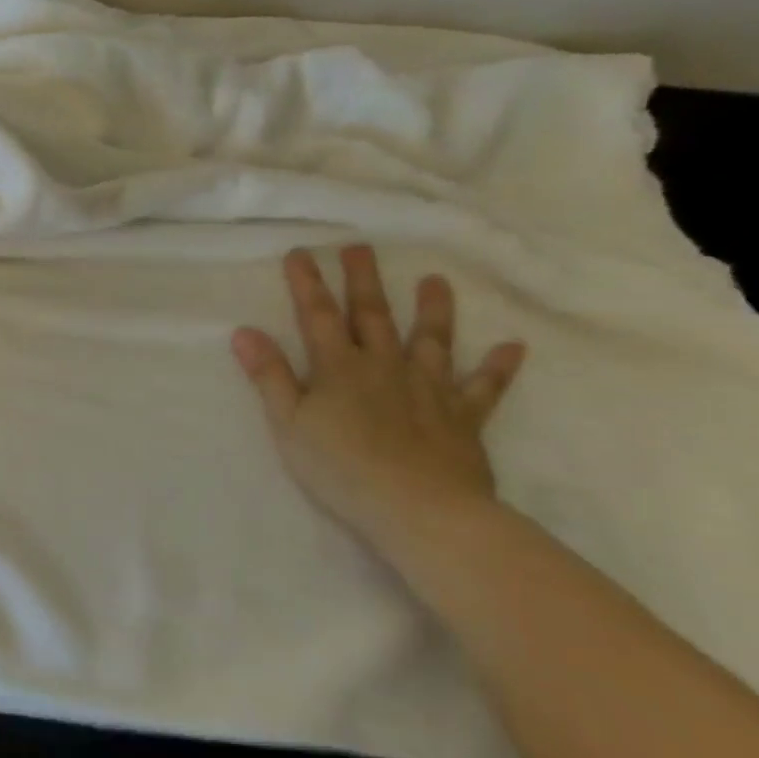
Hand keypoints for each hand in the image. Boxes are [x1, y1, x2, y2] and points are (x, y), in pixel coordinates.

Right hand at [230, 245, 525, 549]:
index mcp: (339, 368)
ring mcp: (429, 389)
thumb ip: (270, 376)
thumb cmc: (340, 467)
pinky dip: (499, 368)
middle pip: (373, 316)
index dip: (308, 283)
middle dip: (364, 280)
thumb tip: (244, 332)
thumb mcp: (289, 423)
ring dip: (433, 309)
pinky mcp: (463, 418)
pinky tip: (514, 347)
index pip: (319, 316)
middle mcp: (385, 367)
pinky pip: (484, 388)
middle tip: (361, 248)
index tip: (301, 252)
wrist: (419, 509)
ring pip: (431, 340)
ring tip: (436, 280)